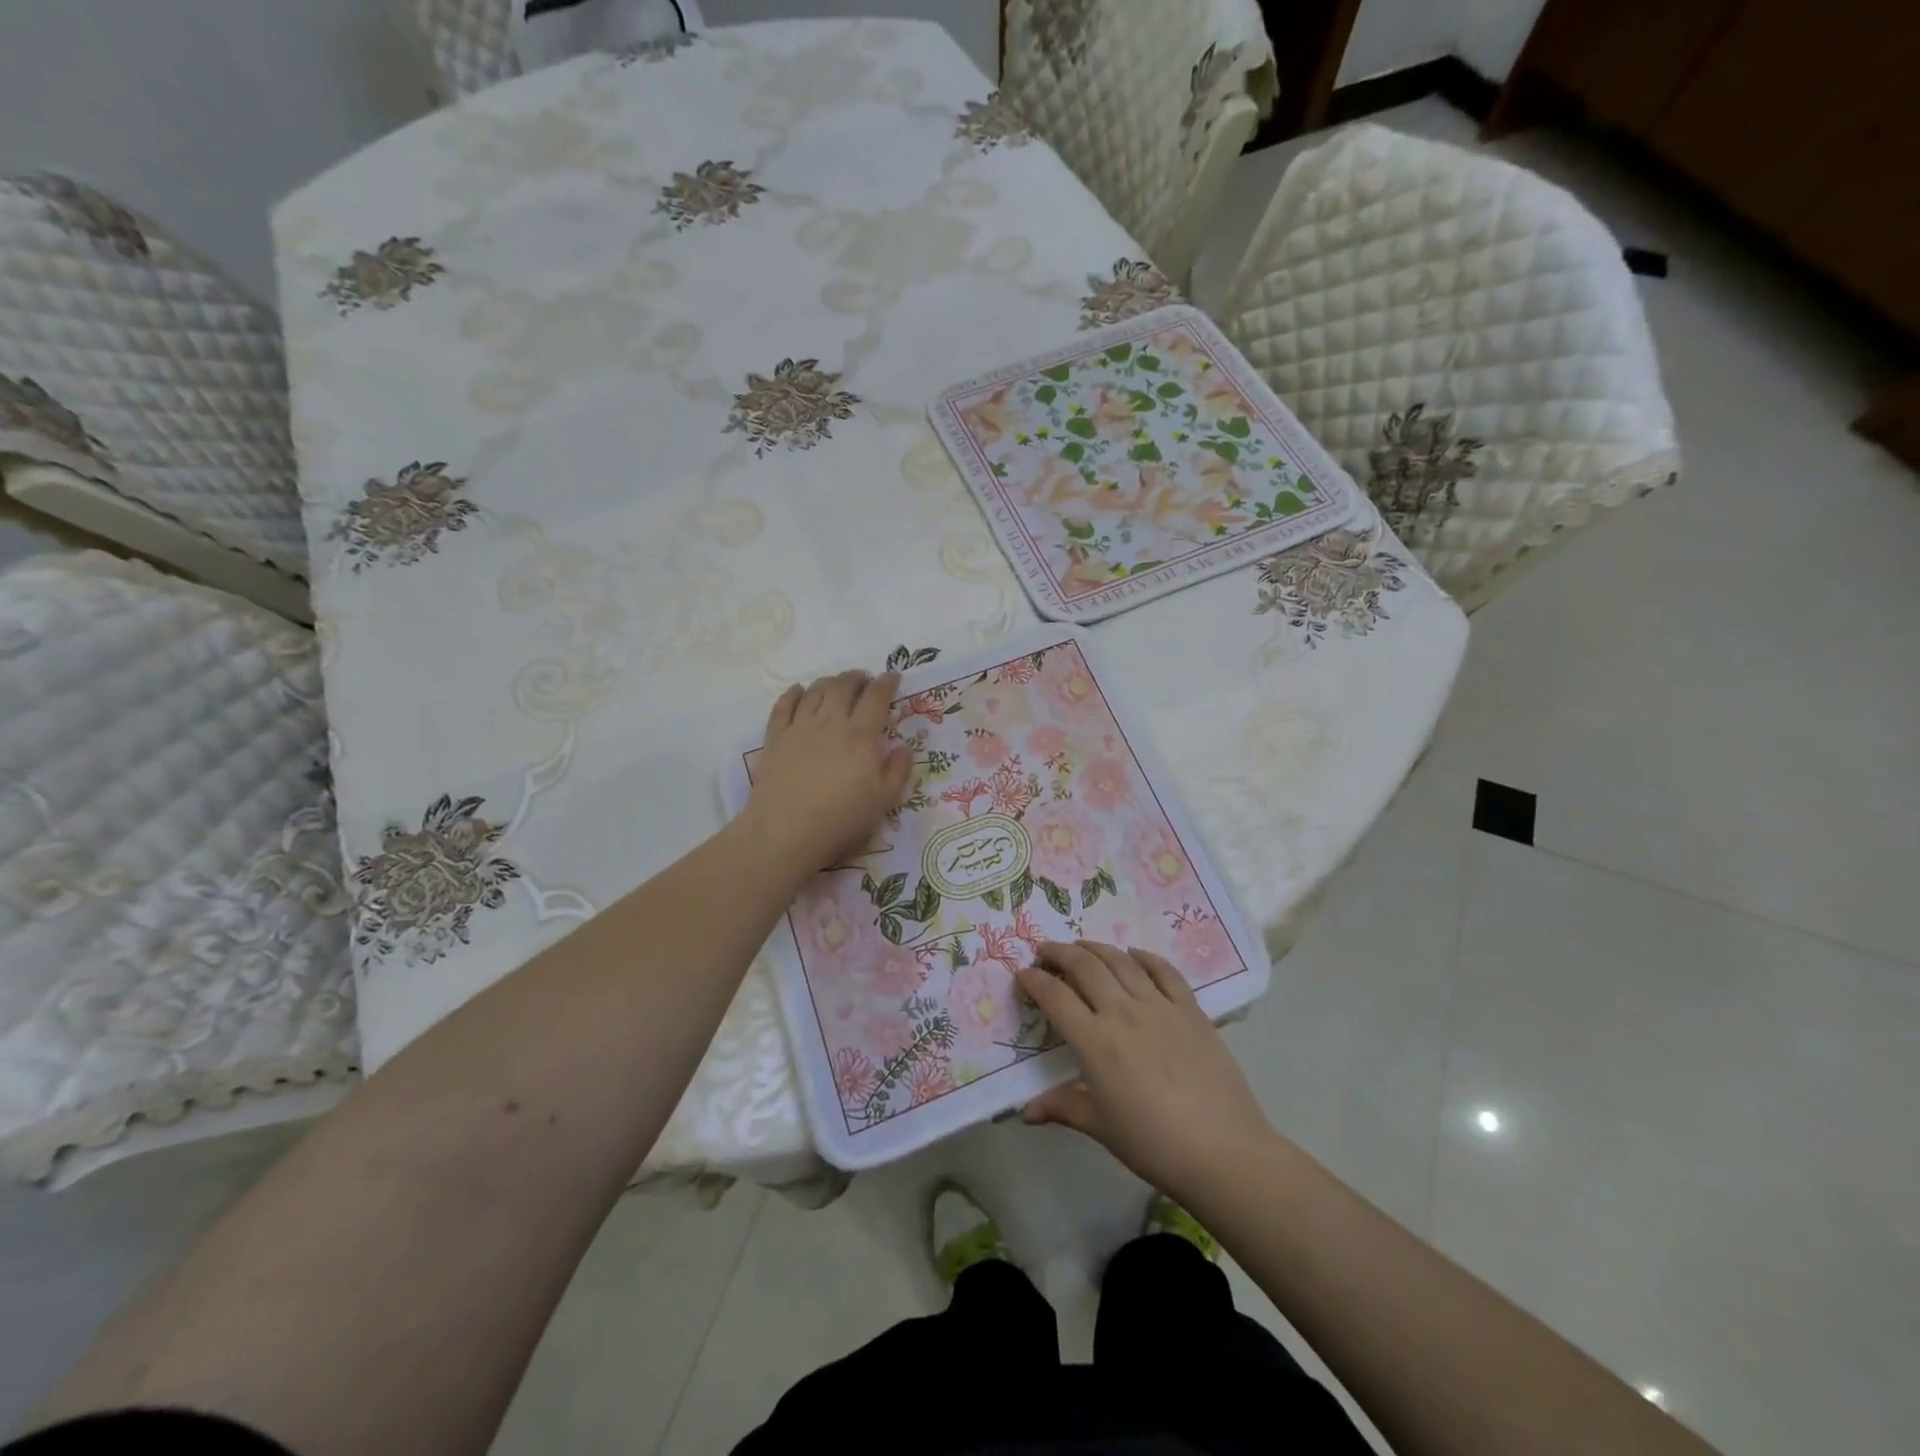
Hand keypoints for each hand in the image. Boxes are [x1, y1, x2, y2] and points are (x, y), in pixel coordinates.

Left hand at [743, 670, 912, 874]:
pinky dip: (793, 693)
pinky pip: (783, 706)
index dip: (887, 683)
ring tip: (837, 684)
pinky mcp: (775, 738)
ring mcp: (799, 728)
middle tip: (864, 679)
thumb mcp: (883, 802)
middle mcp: (830, 723)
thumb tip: (903, 747)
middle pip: (843, 686)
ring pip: (815, 691)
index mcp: (860, 736)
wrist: (785, 833)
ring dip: (829, 681)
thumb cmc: (840, 820)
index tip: (893, 677)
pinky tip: (799, 691)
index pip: (876, 698)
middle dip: (857, 677)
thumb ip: (897, 771)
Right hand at [1017, 941, 1275, 1201]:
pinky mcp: (1191, 1010)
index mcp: (1095, 1041)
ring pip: (1121, 962)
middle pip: (1084, 966)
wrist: (1224, 1151)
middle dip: (1059, 953)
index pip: (1055, 997)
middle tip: (1045, 951)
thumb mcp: (1101, 1127)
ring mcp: (1160, 1006)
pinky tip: (1134, 954)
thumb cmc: (1153, 1143)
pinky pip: (1164, 972)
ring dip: (1096, 948)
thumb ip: (1062, 1107)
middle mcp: (1123, 1012)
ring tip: (1082, 945)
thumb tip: (1026, 1112)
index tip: (1022, 974)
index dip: (1034, 981)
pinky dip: (1145, 957)